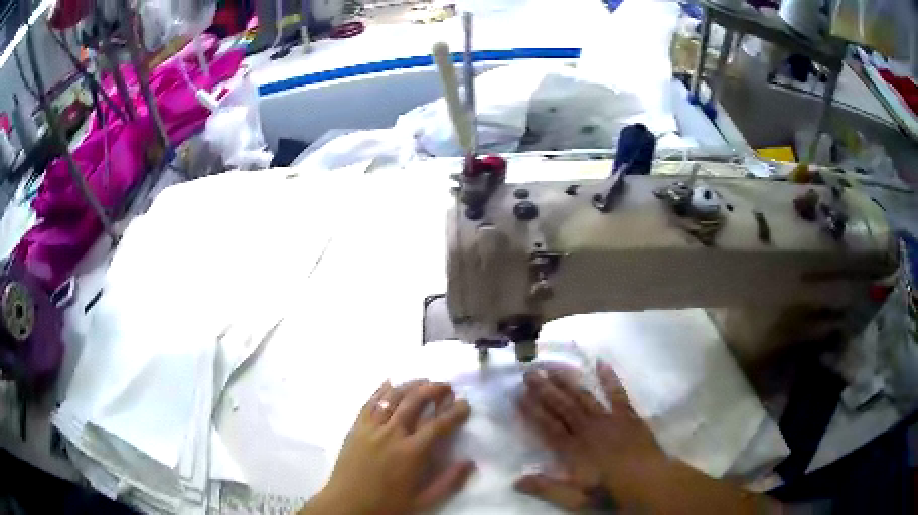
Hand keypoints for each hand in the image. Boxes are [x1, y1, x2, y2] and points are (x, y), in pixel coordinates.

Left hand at [301, 380, 474, 514]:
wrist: (346, 505)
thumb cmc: (386, 505)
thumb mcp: (423, 501)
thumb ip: (448, 482)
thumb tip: (470, 462)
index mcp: (411, 452)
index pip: (438, 425)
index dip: (454, 412)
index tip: (465, 404)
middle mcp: (391, 434)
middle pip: (414, 402)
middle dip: (433, 390)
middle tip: (446, 386)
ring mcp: (371, 428)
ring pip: (392, 397)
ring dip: (410, 386)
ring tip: (424, 381)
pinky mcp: (355, 428)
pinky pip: (369, 403)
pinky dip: (381, 390)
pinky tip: (389, 383)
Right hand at [515, 361, 667, 510]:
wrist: (649, 481)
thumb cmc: (611, 492)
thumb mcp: (575, 498)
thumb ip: (547, 488)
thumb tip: (517, 480)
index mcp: (573, 449)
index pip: (548, 426)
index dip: (532, 411)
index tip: (519, 396)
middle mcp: (588, 429)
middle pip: (563, 407)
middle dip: (545, 390)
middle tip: (530, 372)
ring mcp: (609, 419)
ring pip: (584, 397)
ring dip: (568, 381)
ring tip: (553, 366)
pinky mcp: (628, 415)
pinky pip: (617, 393)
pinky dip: (609, 378)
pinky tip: (602, 363)